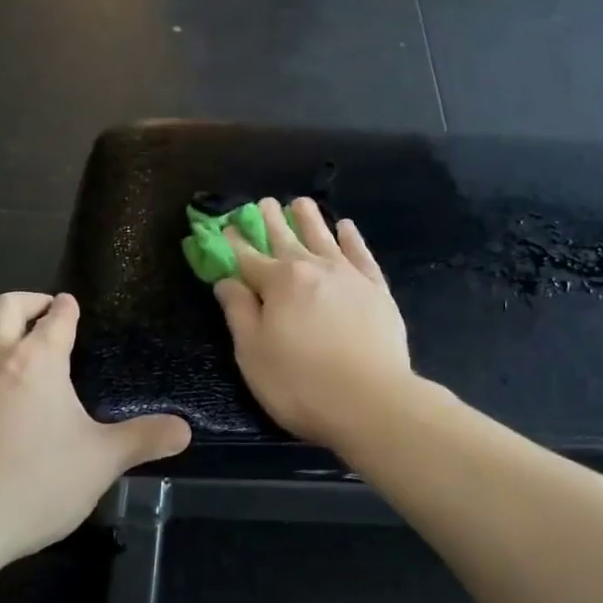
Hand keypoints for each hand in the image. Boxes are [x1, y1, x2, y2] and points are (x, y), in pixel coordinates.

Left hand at [0, 292, 190, 557]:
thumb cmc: (35, 481)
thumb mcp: (102, 462)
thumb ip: (143, 440)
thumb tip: (185, 430)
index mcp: (38, 361)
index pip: (55, 317)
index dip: (67, 307)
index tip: (71, 304)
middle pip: (2, 306)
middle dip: (26, 301)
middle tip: (43, 313)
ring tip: (7, 344)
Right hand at [213, 198, 413, 446]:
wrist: (371, 400)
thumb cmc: (300, 383)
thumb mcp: (253, 353)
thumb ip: (239, 312)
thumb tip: (226, 281)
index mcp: (279, 283)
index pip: (248, 258)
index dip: (233, 243)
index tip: (225, 226)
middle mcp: (313, 269)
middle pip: (286, 239)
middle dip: (270, 221)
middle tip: (262, 202)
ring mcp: (349, 276)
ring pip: (324, 238)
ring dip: (310, 219)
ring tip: (301, 202)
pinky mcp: (377, 290)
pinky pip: (361, 255)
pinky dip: (352, 239)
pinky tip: (346, 228)